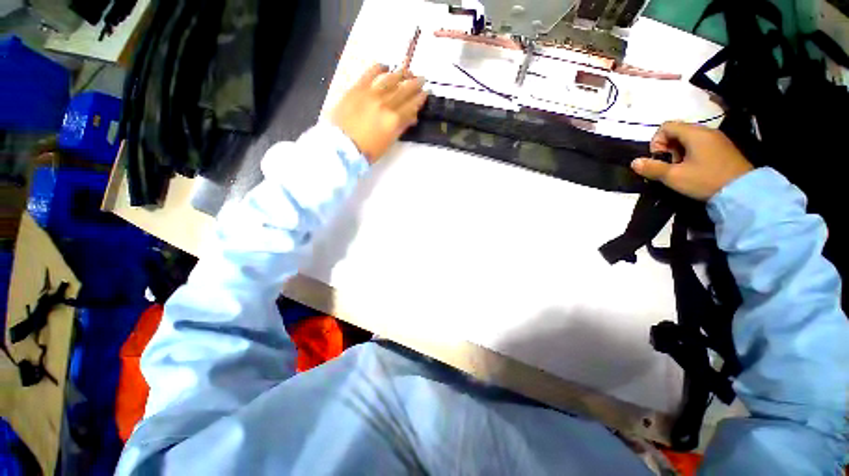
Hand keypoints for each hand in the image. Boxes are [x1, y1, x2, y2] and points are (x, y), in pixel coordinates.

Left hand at [330, 64, 427, 163]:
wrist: (341, 146)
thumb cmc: (367, 150)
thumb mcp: (389, 142)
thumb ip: (400, 127)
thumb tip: (411, 116)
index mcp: (394, 120)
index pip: (411, 106)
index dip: (420, 99)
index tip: (425, 93)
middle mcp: (385, 104)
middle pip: (404, 91)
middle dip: (415, 84)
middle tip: (422, 79)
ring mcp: (371, 94)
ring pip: (390, 80)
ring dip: (401, 74)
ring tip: (408, 71)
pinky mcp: (357, 88)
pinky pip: (370, 74)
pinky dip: (378, 68)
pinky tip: (385, 66)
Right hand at [631, 121, 753, 200]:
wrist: (743, 192)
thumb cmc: (705, 180)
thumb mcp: (674, 177)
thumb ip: (652, 168)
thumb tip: (634, 162)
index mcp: (694, 134)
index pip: (666, 126)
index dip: (656, 142)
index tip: (659, 159)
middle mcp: (706, 131)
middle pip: (677, 131)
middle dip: (667, 148)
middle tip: (670, 165)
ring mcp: (717, 139)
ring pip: (688, 138)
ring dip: (678, 152)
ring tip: (681, 168)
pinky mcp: (723, 148)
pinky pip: (700, 144)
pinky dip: (691, 153)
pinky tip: (694, 169)